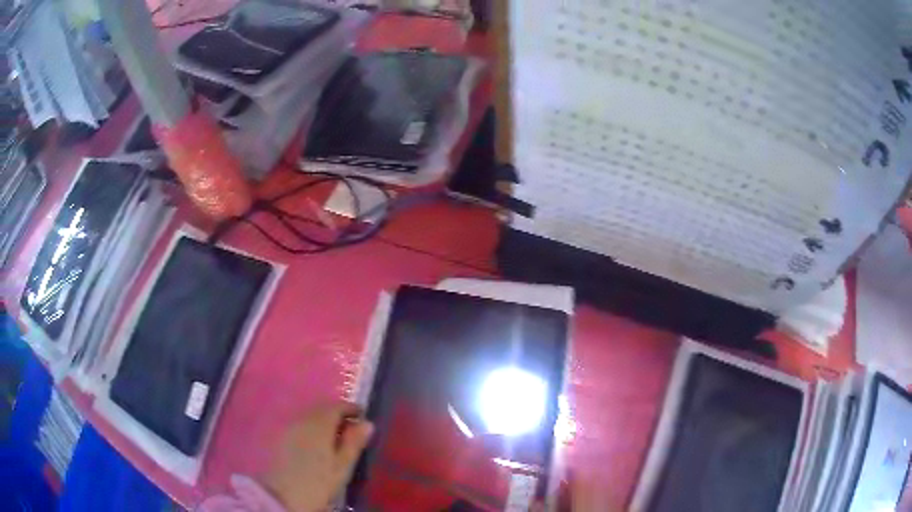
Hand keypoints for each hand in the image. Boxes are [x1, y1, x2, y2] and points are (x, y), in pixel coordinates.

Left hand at [263, 402, 373, 511]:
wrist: (283, 496)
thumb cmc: (319, 482)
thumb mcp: (342, 466)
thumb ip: (354, 443)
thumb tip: (367, 423)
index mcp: (319, 424)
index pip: (336, 406)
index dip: (351, 408)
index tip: (363, 416)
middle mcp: (302, 420)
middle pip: (321, 408)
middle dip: (337, 414)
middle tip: (351, 428)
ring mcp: (289, 428)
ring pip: (310, 416)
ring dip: (324, 421)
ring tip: (336, 438)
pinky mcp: (281, 438)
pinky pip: (301, 424)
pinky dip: (312, 428)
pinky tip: (318, 444)